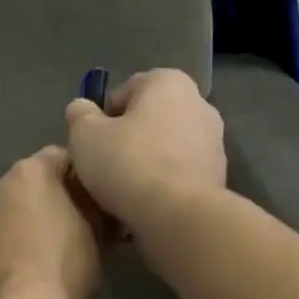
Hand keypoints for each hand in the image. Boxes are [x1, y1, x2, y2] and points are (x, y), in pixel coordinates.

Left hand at [0, 144, 105, 298]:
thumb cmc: (64, 267)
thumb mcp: (97, 235)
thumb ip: (99, 207)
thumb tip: (103, 202)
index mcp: (30, 171)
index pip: (62, 157)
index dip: (82, 177)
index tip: (95, 200)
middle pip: (31, 182)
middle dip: (51, 197)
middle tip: (73, 225)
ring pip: (10, 208)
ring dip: (26, 219)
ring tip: (46, 249)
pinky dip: (9, 240)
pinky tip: (24, 264)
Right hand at [64, 69, 225, 233]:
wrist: (177, 216)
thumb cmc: (128, 164)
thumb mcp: (85, 137)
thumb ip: (80, 116)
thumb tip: (81, 108)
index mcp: (168, 82)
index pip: (125, 91)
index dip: (102, 118)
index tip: (91, 144)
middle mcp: (199, 104)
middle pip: (149, 121)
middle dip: (127, 141)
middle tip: (104, 168)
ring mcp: (214, 142)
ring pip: (165, 150)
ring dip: (145, 165)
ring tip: (123, 194)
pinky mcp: (218, 177)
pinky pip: (179, 176)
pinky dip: (163, 186)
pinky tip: (145, 207)